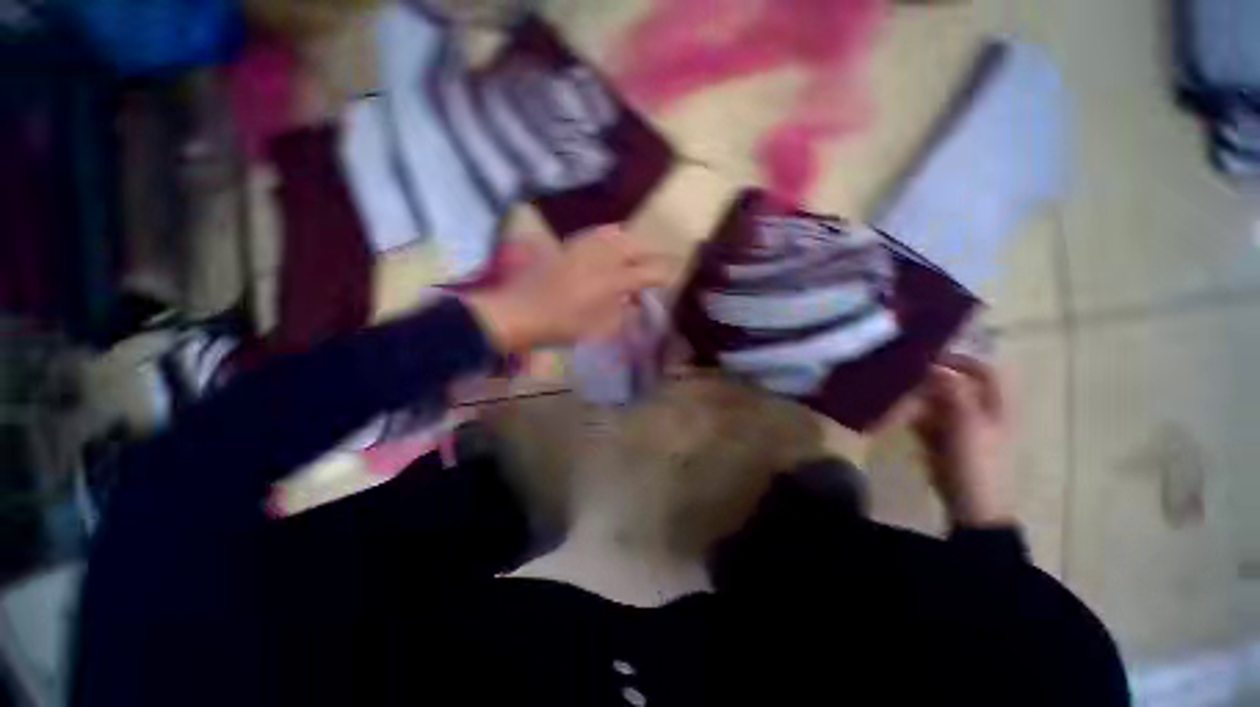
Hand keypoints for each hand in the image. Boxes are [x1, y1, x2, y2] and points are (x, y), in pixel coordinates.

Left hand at [465, 227, 675, 353]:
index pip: (649, 272)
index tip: (674, 275)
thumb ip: (624, 313)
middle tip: (658, 262)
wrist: (521, 311)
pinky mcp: (570, 245)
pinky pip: (598, 233)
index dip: (664, 274)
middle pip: (637, 245)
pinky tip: (612, 241)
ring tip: (639, 252)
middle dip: (652, 252)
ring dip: (634, 242)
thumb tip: (635, 301)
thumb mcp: (601, 328)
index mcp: (614, 281)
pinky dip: (612, 235)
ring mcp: (585, 247)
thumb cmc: (564, 325)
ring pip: (619, 234)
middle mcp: (603, 257)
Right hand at [912, 356, 1013, 527]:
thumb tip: (937, 363)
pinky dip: (911, 412)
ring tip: (894, 388)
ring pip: (936, 399)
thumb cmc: (977, 463)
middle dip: (930, 375)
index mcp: (996, 404)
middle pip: (955, 383)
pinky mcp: (942, 437)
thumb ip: (955, 392)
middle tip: (903, 370)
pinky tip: (895, 410)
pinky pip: (925, 417)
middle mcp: (979, 409)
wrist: (971, 505)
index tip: (927, 354)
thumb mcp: (968, 425)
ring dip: (917, 394)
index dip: (959, 358)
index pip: (982, 369)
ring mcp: (959, 424)